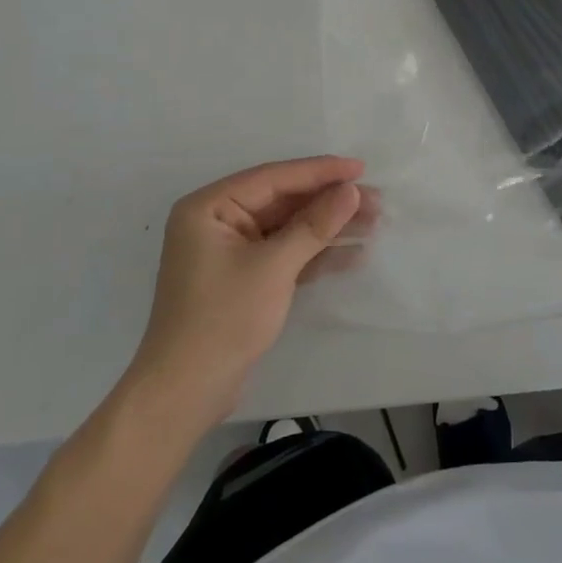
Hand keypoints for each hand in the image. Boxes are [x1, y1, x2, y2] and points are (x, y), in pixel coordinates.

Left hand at [129, 156, 375, 423]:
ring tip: (374, 223)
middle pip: (284, 201)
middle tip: (377, 200)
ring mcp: (232, 251)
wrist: (184, 395)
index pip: (274, 177)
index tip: (360, 168)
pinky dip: (316, 253)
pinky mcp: (245, 278)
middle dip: (330, 202)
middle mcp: (219, 221)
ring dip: (329, 227)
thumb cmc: (223, 319)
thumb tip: (352, 190)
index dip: (320, 171)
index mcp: (210, 207)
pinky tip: (354, 253)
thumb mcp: (273, 267)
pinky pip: (286, 253)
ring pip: (289, 227)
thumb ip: (314, 225)